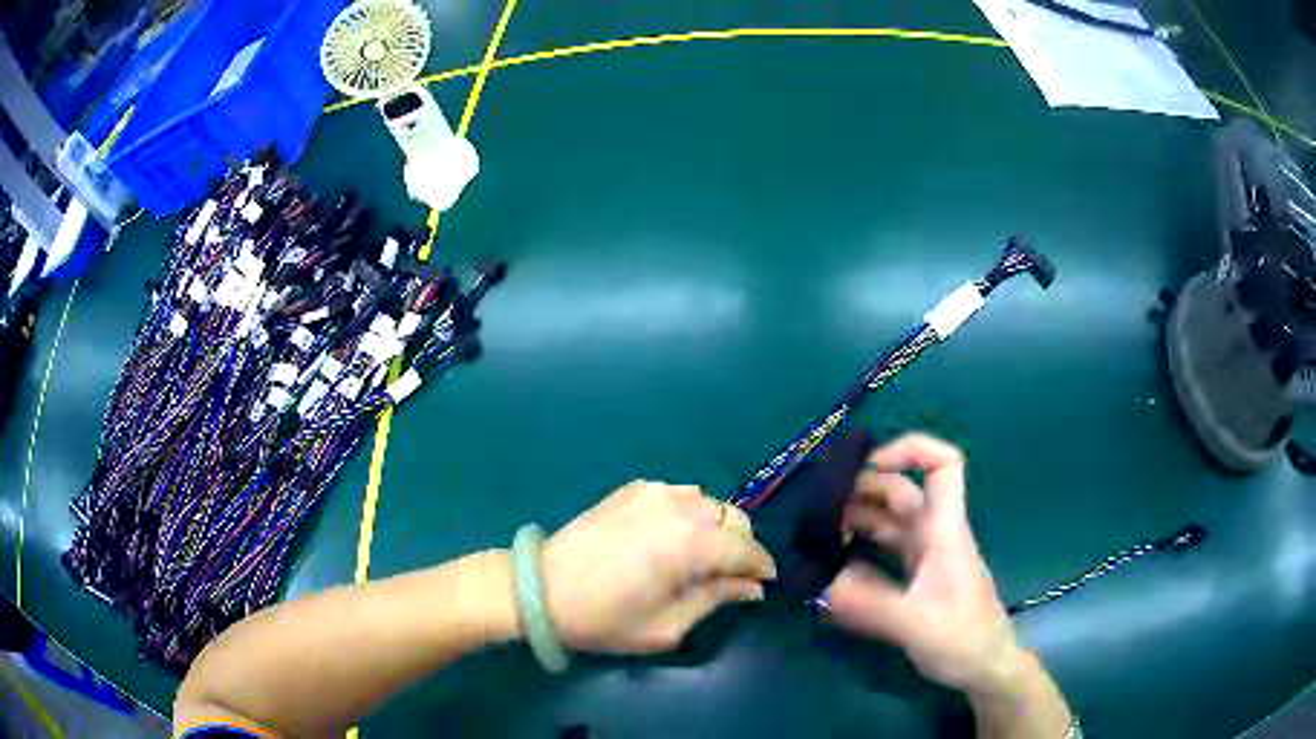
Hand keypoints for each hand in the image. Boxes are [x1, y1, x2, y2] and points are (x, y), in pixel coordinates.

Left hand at [541, 481, 775, 654]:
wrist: (540, 589)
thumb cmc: (604, 618)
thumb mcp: (666, 626)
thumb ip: (715, 599)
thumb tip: (751, 588)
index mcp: (690, 544)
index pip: (746, 548)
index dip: (762, 566)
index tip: (764, 583)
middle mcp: (679, 508)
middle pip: (734, 517)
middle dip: (741, 545)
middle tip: (731, 574)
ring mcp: (654, 492)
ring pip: (708, 502)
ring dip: (716, 527)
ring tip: (702, 555)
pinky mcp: (633, 489)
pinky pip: (679, 495)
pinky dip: (688, 513)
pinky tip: (672, 536)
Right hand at [824, 434, 1025, 694]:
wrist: (986, 667)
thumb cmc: (963, 639)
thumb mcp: (916, 625)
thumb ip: (870, 605)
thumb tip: (822, 583)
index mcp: (945, 530)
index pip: (944, 464)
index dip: (909, 450)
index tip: (867, 466)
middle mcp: (935, 534)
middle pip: (903, 490)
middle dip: (865, 488)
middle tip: (819, 507)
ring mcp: (925, 556)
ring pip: (890, 520)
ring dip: (858, 518)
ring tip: (817, 532)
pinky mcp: (916, 578)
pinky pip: (885, 550)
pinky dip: (860, 548)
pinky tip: (833, 564)